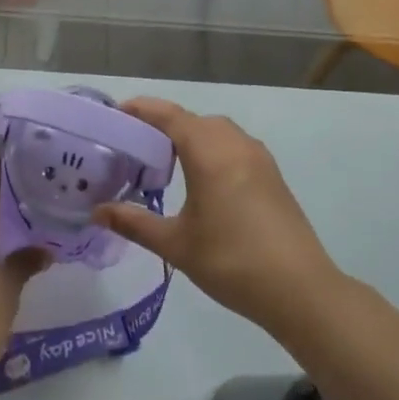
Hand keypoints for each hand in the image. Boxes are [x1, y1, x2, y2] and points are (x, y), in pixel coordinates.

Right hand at [94, 98, 337, 329]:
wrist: (300, 290)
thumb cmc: (232, 261)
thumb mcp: (176, 244)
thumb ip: (135, 223)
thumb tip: (98, 212)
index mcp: (209, 151)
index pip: (169, 116)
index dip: (142, 109)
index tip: (116, 114)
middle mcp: (234, 144)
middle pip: (192, 120)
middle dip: (163, 125)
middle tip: (135, 146)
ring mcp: (258, 157)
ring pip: (216, 131)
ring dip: (191, 136)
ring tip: (167, 163)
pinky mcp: (272, 175)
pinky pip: (234, 146)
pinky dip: (212, 149)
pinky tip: (202, 181)